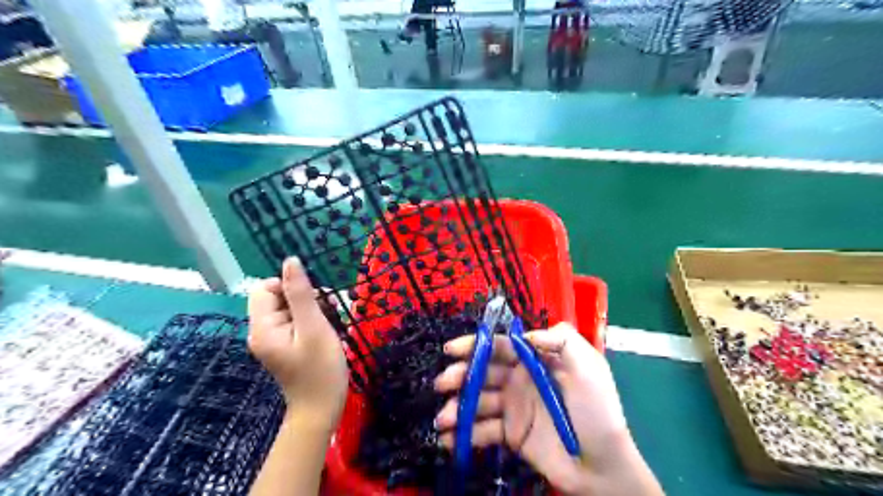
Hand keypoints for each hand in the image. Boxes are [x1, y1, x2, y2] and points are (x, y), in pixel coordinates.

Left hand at [250, 259, 350, 428]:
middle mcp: (262, 331)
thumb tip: (290, 261)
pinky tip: (328, 329)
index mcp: (262, 327)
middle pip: (279, 297)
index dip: (290, 286)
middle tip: (329, 310)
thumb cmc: (320, 369)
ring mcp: (274, 340)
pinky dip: (313, 320)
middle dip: (306, 298)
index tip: (315, 300)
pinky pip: (296, 321)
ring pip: (291, 308)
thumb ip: (301, 293)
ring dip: (314, 308)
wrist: (322, 409)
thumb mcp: (314, 327)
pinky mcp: (286, 345)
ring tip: (333, 321)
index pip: (265, 288)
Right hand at [433, 323, 661, 493]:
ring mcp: (513, 407)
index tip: (451, 350)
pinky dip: (464, 436)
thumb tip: (526, 334)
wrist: (602, 465)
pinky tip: (448, 441)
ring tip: (443, 419)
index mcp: (535, 360)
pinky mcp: (510, 434)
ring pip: (478, 402)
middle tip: (443, 384)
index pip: (500, 346)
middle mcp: (519, 380)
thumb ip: (562, 340)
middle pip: (482, 372)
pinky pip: (482, 431)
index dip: (475, 345)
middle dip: (460, 375)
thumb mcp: (589, 367)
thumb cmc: (597, 410)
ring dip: (457, 407)